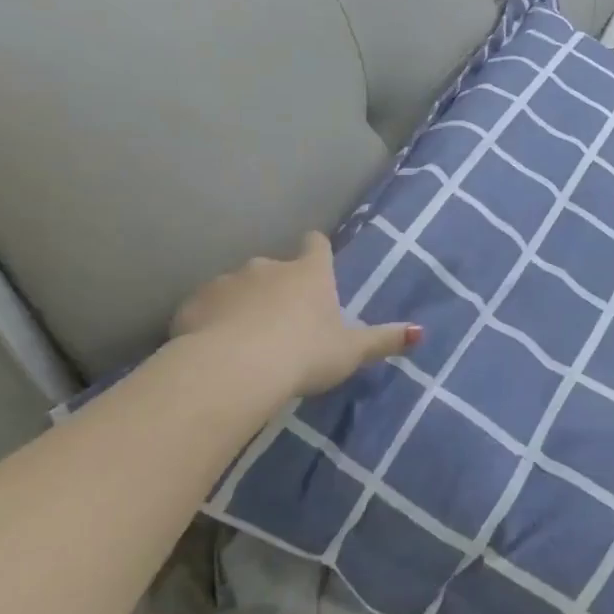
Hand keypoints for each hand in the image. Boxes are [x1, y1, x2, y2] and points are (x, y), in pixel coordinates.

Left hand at [171, 231, 419, 397]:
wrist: (234, 368)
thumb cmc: (304, 353)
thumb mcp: (351, 351)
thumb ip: (384, 340)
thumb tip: (420, 332)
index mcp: (309, 274)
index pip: (315, 245)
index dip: (316, 249)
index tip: (315, 257)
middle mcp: (269, 267)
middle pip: (275, 268)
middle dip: (277, 287)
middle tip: (281, 321)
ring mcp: (227, 282)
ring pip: (237, 287)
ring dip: (242, 304)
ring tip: (244, 339)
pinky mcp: (193, 303)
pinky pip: (205, 307)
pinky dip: (210, 320)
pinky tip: (213, 347)